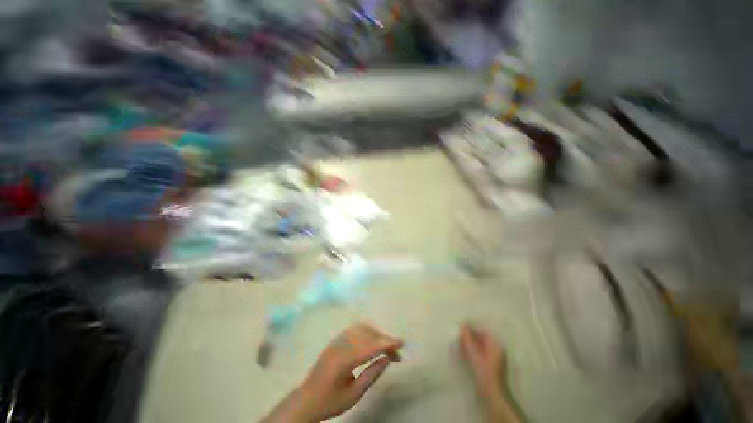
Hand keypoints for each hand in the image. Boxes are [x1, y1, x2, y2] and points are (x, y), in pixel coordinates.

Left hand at [264, 322, 402, 422]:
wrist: (306, 399)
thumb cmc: (330, 401)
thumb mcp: (353, 395)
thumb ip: (372, 375)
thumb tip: (387, 359)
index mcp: (344, 361)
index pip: (370, 346)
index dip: (387, 343)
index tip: (402, 344)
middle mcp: (341, 345)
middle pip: (367, 334)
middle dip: (384, 339)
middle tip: (396, 351)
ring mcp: (337, 340)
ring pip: (362, 328)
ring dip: (376, 333)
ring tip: (386, 347)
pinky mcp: (336, 339)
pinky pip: (355, 329)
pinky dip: (368, 331)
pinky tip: (373, 341)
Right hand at [460, 324, 505, 396]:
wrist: (492, 395)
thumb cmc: (485, 372)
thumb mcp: (474, 354)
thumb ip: (468, 339)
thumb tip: (462, 325)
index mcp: (496, 345)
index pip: (483, 332)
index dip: (472, 329)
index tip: (462, 328)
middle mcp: (497, 350)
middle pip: (481, 339)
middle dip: (470, 337)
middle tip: (458, 336)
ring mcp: (493, 359)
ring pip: (479, 347)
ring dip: (469, 345)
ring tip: (458, 344)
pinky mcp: (489, 366)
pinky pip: (479, 354)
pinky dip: (471, 352)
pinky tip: (462, 353)